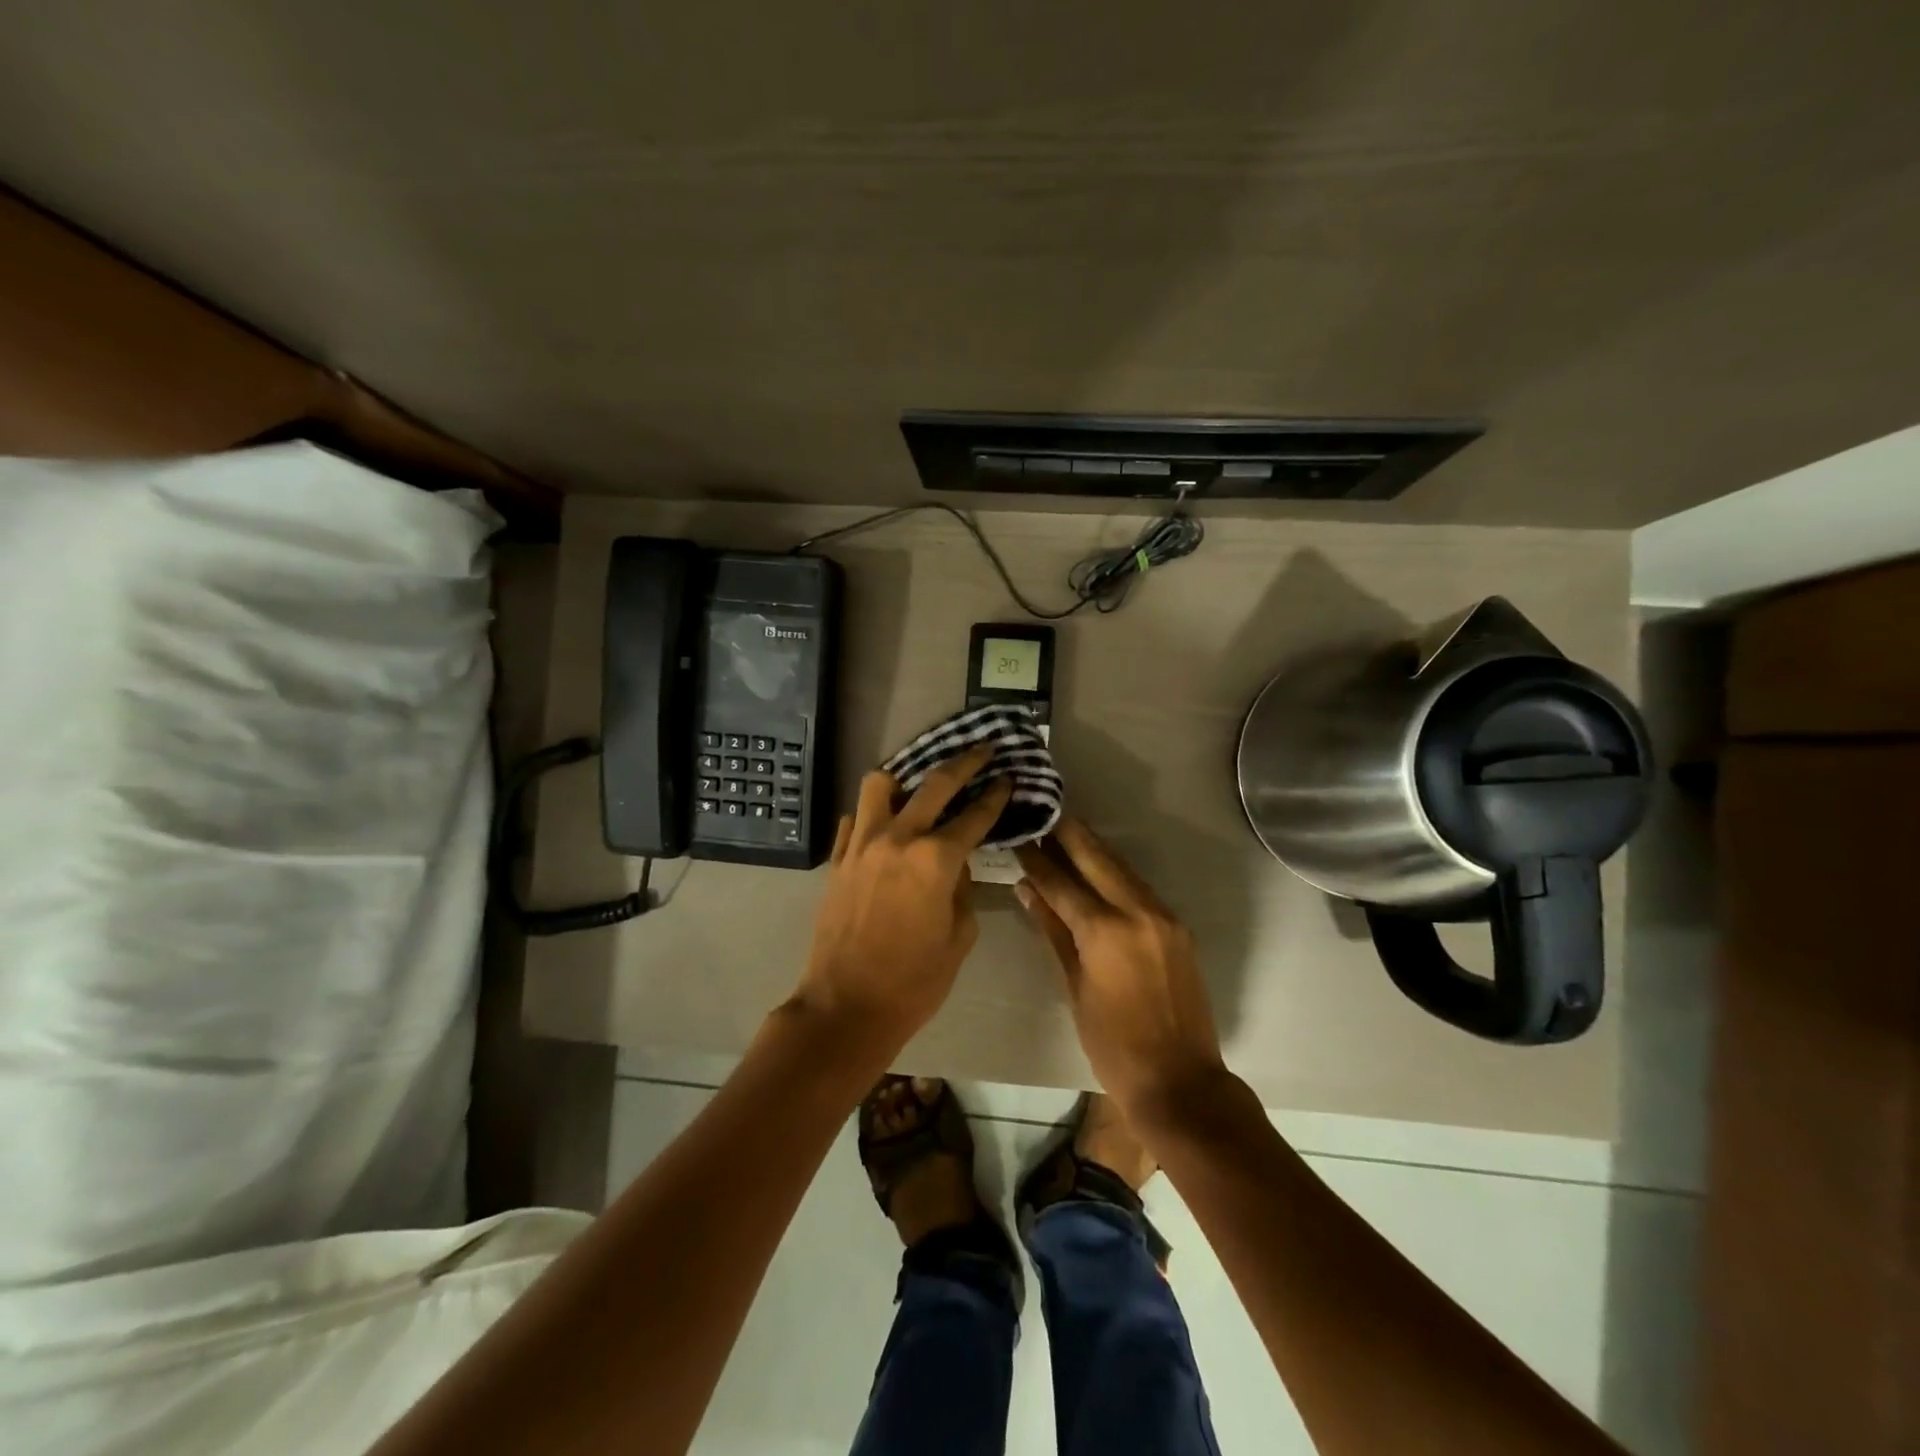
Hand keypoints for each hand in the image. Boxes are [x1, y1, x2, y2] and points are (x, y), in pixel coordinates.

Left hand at [792, 745, 1011, 1064]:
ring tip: (919, 785)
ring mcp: (861, 844)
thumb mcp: (960, 936)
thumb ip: (963, 889)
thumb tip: (957, 863)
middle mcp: (898, 838)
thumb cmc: (914, 981)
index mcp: (936, 859)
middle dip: (964, 762)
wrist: (846, 1006)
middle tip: (981, 751)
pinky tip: (886, 823)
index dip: (995, 794)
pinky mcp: (838, 858)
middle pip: (934, 783)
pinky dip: (873, 812)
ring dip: (905, 778)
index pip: (975, 814)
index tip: (1007, 777)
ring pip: (879, 784)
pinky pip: (855, 818)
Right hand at [1014, 818, 1225, 1121]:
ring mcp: (1163, 916)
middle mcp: (1137, 911)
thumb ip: (1053, 931)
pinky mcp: (1177, 927)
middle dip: (1067, 833)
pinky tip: (1096, 869)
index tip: (1018, 836)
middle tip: (1044, 812)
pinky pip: (1139, 887)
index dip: (1036, 858)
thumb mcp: (1075, 987)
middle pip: (1096, 857)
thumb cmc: (1113, 1044)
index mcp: (1105, 930)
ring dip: (1092, 848)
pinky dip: (1114, 873)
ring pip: (1121, 867)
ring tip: (1064, 832)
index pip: (1061, 881)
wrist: (1180, 1080)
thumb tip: (1028, 889)